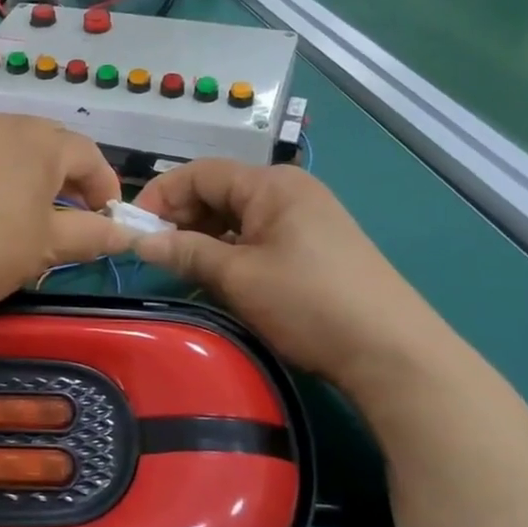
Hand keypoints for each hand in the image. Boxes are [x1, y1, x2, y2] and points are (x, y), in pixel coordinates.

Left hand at [0, 115, 131, 328]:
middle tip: (78, 220)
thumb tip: (125, 234)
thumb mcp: (46, 247)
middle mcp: (8, 126)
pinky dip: (8, 181)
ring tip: (39, 221)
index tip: (111, 223)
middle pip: (56, 147)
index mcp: (42, 142)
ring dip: (40, 181)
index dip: (107, 190)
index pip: (91, 157)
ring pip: (21, 152)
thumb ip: (91, 236)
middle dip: (74, 182)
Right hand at [131, 160, 461, 399]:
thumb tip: (139, 241)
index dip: (161, 196)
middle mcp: (289, 191)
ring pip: (238, 217)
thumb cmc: (308, 302)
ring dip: (205, 238)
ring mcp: (307, 218)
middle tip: (154, 254)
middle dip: (182, 218)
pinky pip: (260, 237)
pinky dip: (232, 252)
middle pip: (219, 192)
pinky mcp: (316, 247)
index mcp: (271, 184)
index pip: (200, 173)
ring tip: (183, 270)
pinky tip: (220, 278)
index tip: (133, 230)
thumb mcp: (238, 277)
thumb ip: (185, 252)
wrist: (394, 353)